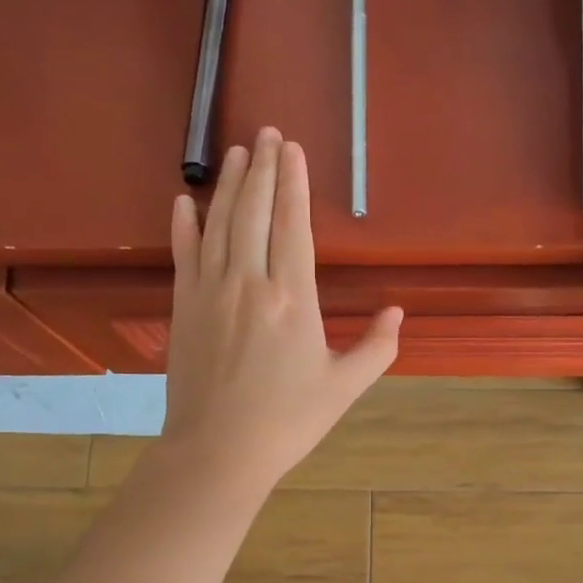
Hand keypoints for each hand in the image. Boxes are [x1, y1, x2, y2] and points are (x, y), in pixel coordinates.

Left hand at [161, 128, 401, 494]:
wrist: (219, 450)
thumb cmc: (287, 421)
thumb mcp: (344, 388)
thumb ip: (377, 348)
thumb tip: (398, 312)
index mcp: (293, 298)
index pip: (293, 225)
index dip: (293, 183)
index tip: (292, 148)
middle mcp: (249, 282)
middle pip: (255, 212)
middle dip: (263, 168)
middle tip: (265, 132)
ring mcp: (211, 292)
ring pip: (220, 224)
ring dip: (230, 184)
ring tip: (237, 151)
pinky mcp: (184, 308)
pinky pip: (184, 255)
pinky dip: (185, 225)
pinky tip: (186, 201)